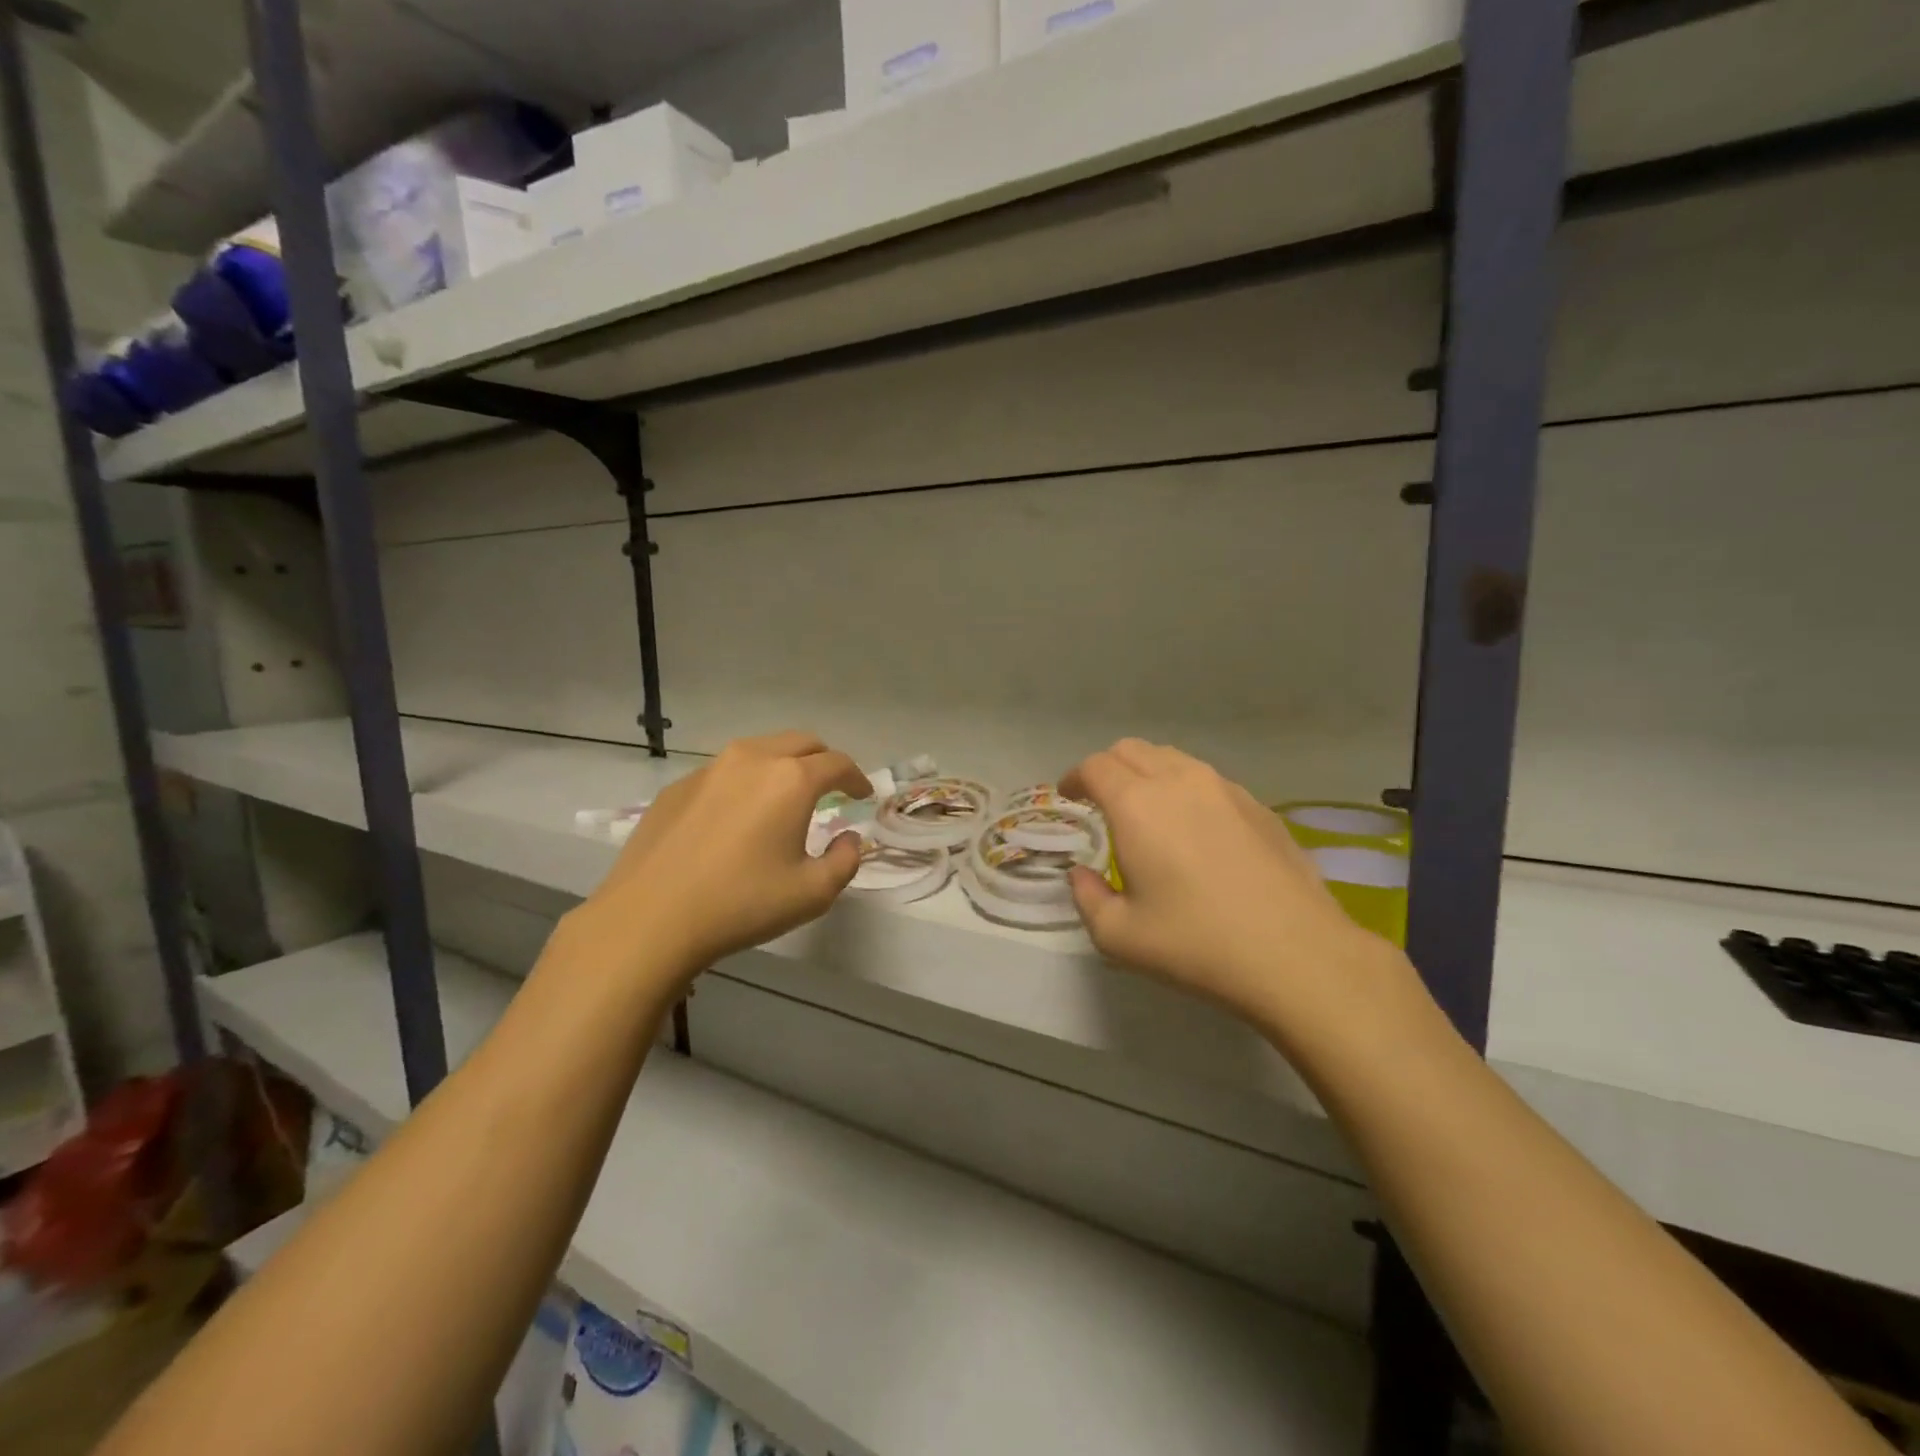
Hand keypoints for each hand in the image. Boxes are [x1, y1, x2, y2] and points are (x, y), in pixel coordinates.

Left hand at [563, 732, 870, 989]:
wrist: (650, 918)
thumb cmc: (742, 904)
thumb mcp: (813, 893)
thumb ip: (845, 860)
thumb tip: (848, 837)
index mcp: (792, 780)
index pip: (838, 763)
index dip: (857, 777)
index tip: (862, 795)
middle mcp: (752, 760)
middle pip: (801, 742)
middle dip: (823, 760)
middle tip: (831, 787)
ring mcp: (710, 769)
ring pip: (760, 750)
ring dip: (783, 765)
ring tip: (785, 796)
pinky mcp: (678, 787)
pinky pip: (724, 771)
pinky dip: (745, 782)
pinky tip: (737, 816)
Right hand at [1062, 740, 1415, 1045]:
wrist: (1296, 955)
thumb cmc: (1196, 944)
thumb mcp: (1119, 936)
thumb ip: (1086, 897)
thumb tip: (1080, 874)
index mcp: (1137, 804)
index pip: (1094, 766)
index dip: (1074, 778)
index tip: (1069, 797)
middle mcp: (1179, 781)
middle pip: (1131, 749)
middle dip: (1107, 768)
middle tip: (1101, 801)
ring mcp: (1225, 788)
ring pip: (1172, 758)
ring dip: (1147, 773)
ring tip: (1146, 810)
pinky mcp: (1258, 805)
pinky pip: (1208, 780)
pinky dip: (1186, 789)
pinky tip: (1195, 829)